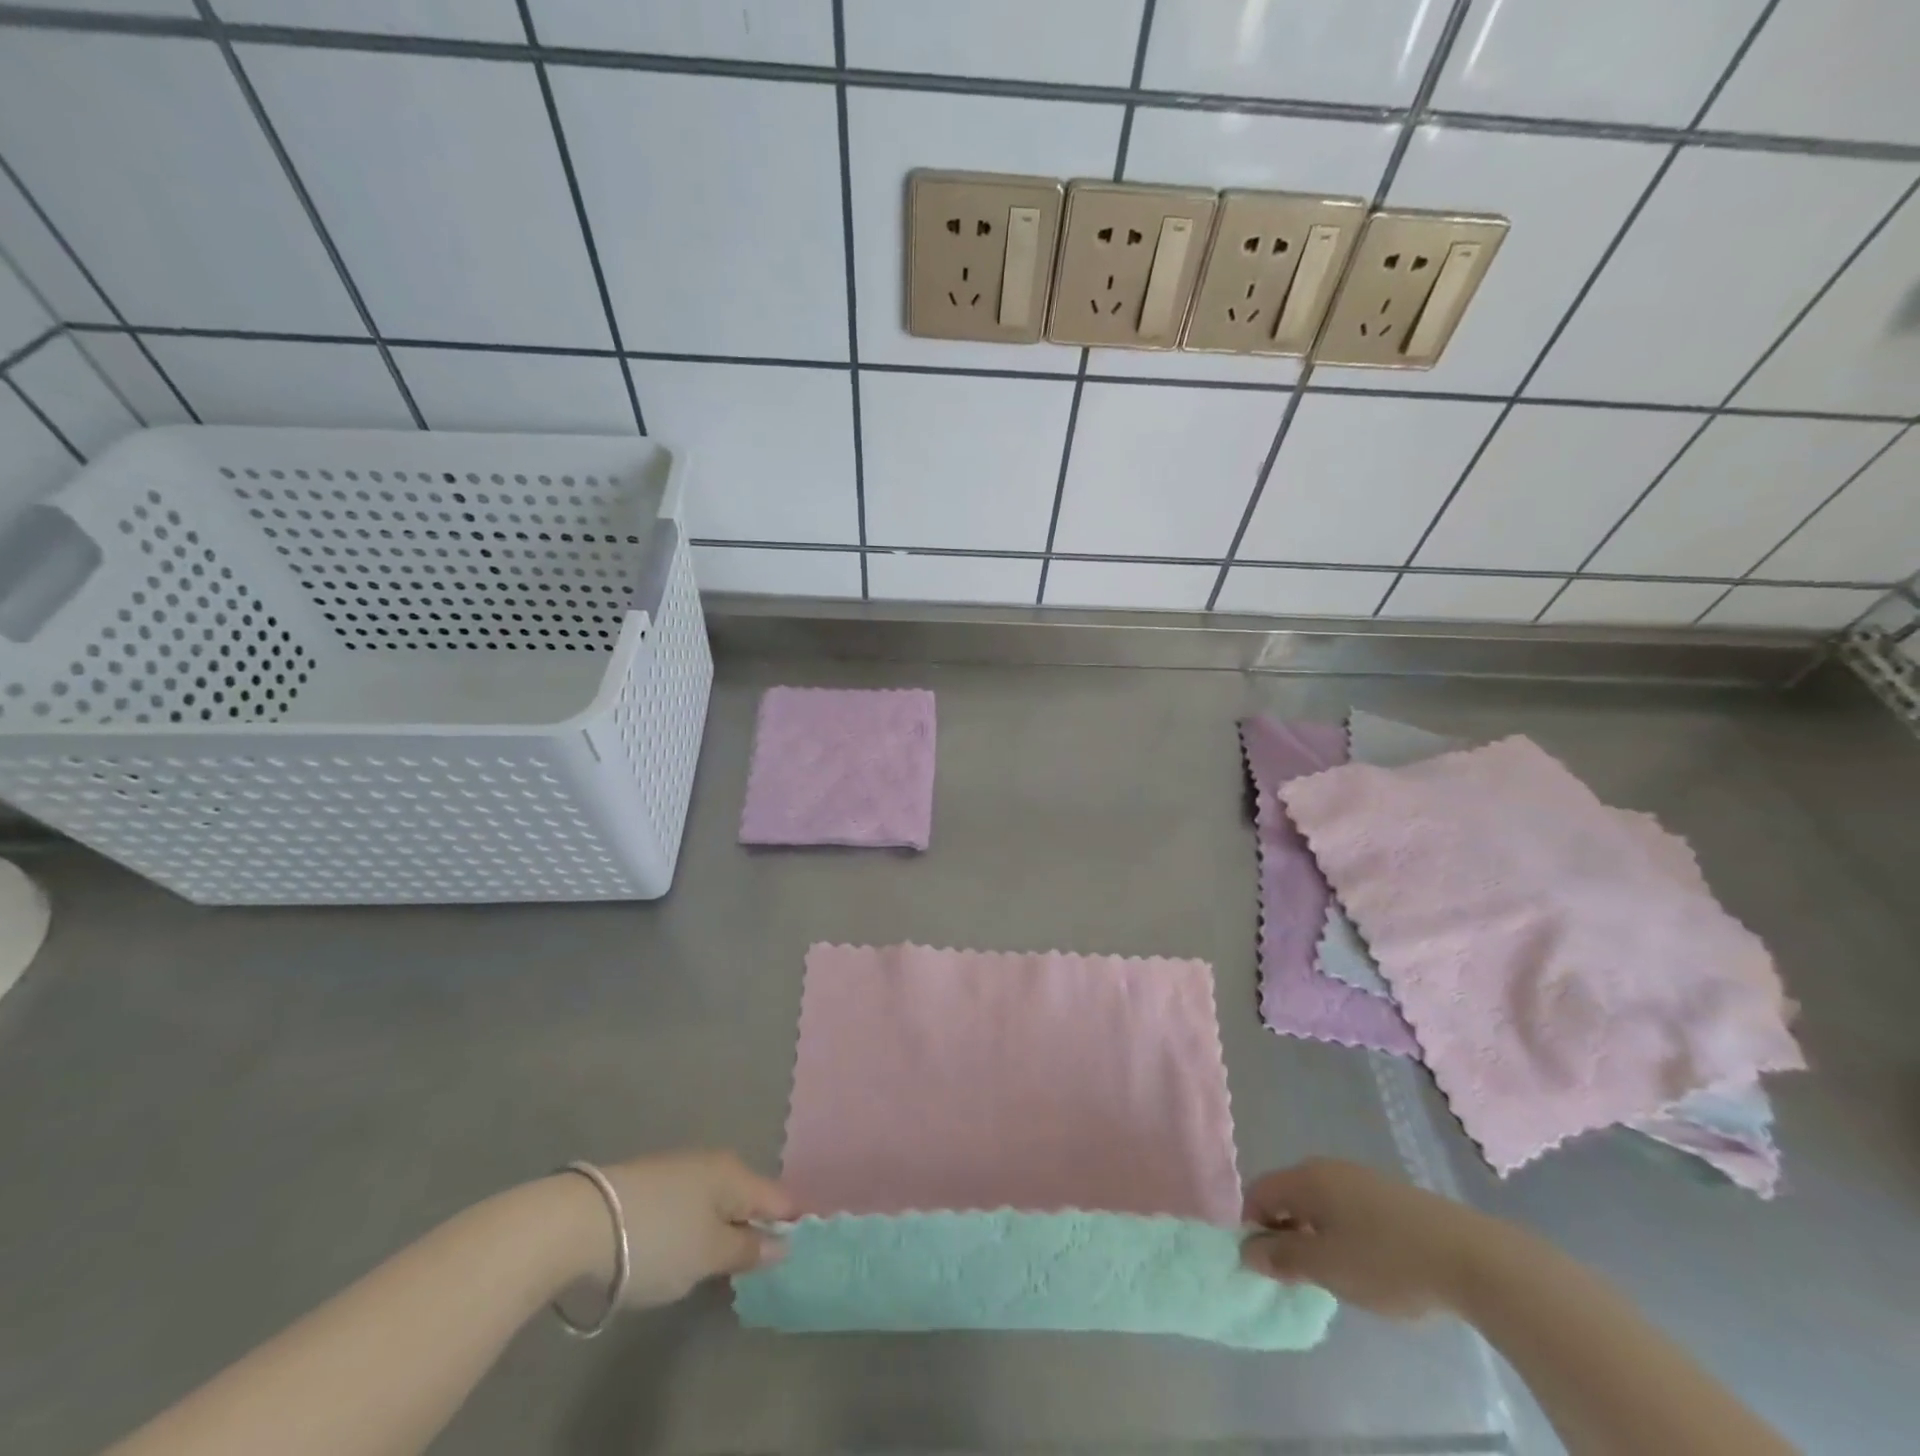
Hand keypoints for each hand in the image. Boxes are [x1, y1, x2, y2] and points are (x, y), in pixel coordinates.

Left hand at [562, 1150, 795, 1307]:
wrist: (579, 1222)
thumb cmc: (658, 1240)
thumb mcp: (709, 1256)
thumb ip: (749, 1250)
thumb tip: (783, 1243)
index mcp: (737, 1174)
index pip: (780, 1199)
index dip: (790, 1227)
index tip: (789, 1259)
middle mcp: (715, 1161)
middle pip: (747, 1197)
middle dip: (751, 1229)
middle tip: (745, 1272)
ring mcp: (680, 1168)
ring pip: (716, 1200)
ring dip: (719, 1229)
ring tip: (708, 1267)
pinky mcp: (651, 1181)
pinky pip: (689, 1204)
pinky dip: (692, 1226)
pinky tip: (676, 1250)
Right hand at [1240, 1158, 1487, 1319]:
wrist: (1472, 1258)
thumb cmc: (1387, 1261)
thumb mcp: (1327, 1267)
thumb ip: (1283, 1258)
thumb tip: (1247, 1250)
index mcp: (1306, 1178)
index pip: (1259, 1192)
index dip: (1253, 1227)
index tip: (1268, 1267)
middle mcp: (1328, 1168)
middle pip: (1288, 1194)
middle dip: (1285, 1232)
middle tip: (1300, 1275)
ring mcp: (1362, 1178)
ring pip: (1320, 1203)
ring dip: (1315, 1234)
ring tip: (1337, 1275)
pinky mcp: (1390, 1195)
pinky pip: (1348, 1208)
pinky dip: (1343, 1233)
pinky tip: (1369, 1264)